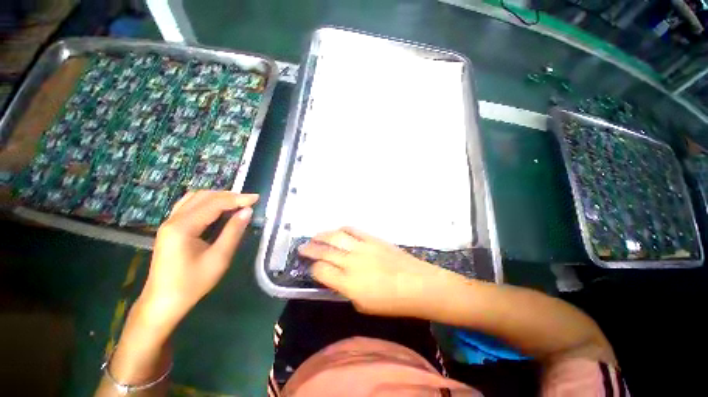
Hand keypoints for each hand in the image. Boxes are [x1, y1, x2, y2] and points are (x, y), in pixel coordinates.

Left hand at [135, 191, 258, 334]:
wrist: (163, 302)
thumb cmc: (192, 283)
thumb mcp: (219, 258)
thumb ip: (233, 231)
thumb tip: (247, 211)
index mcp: (183, 227)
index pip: (214, 204)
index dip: (237, 199)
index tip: (256, 198)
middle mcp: (173, 219)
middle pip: (204, 197)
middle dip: (229, 196)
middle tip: (248, 201)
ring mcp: (169, 223)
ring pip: (195, 198)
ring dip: (218, 197)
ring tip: (237, 203)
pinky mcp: (171, 228)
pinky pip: (189, 206)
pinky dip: (207, 202)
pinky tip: (217, 209)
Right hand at [298, 227, 460, 317]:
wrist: (417, 284)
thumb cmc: (391, 302)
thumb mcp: (363, 305)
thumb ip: (345, 290)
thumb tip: (335, 278)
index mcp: (348, 283)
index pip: (321, 271)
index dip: (313, 268)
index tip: (311, 268)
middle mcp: (351, 262)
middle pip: (324, 251)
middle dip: (310, 248)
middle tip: (303, 246)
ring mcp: (362, 247)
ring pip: (336, 236)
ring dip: (323, 235)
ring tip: (315, 236)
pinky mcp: (373, 238)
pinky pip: (353, 230)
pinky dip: (343, 229)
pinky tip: (338, 231)